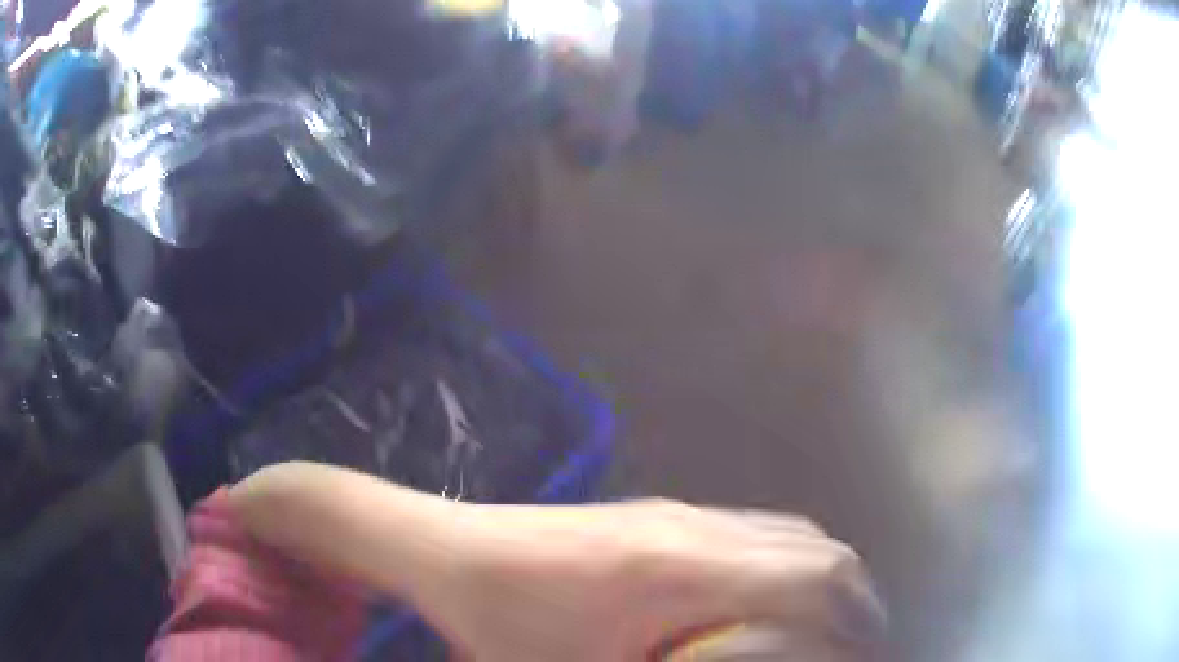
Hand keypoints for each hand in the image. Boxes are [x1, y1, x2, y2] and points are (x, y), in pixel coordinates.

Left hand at [417, 500, 885, 660]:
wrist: (452, 550)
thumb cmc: (505, 625)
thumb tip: (744, 660)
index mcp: (681, 570)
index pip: (811, 578)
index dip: (853, 620)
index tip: (867, 654)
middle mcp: (696, 526)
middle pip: (816, 549)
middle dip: (853, 600)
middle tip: (859, 645)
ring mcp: (681, 511)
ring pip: (792, 533)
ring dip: (824, 579)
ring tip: (831, 625)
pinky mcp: (665, 512)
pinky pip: (758, 530)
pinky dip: (789, 564)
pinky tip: (775, 599)